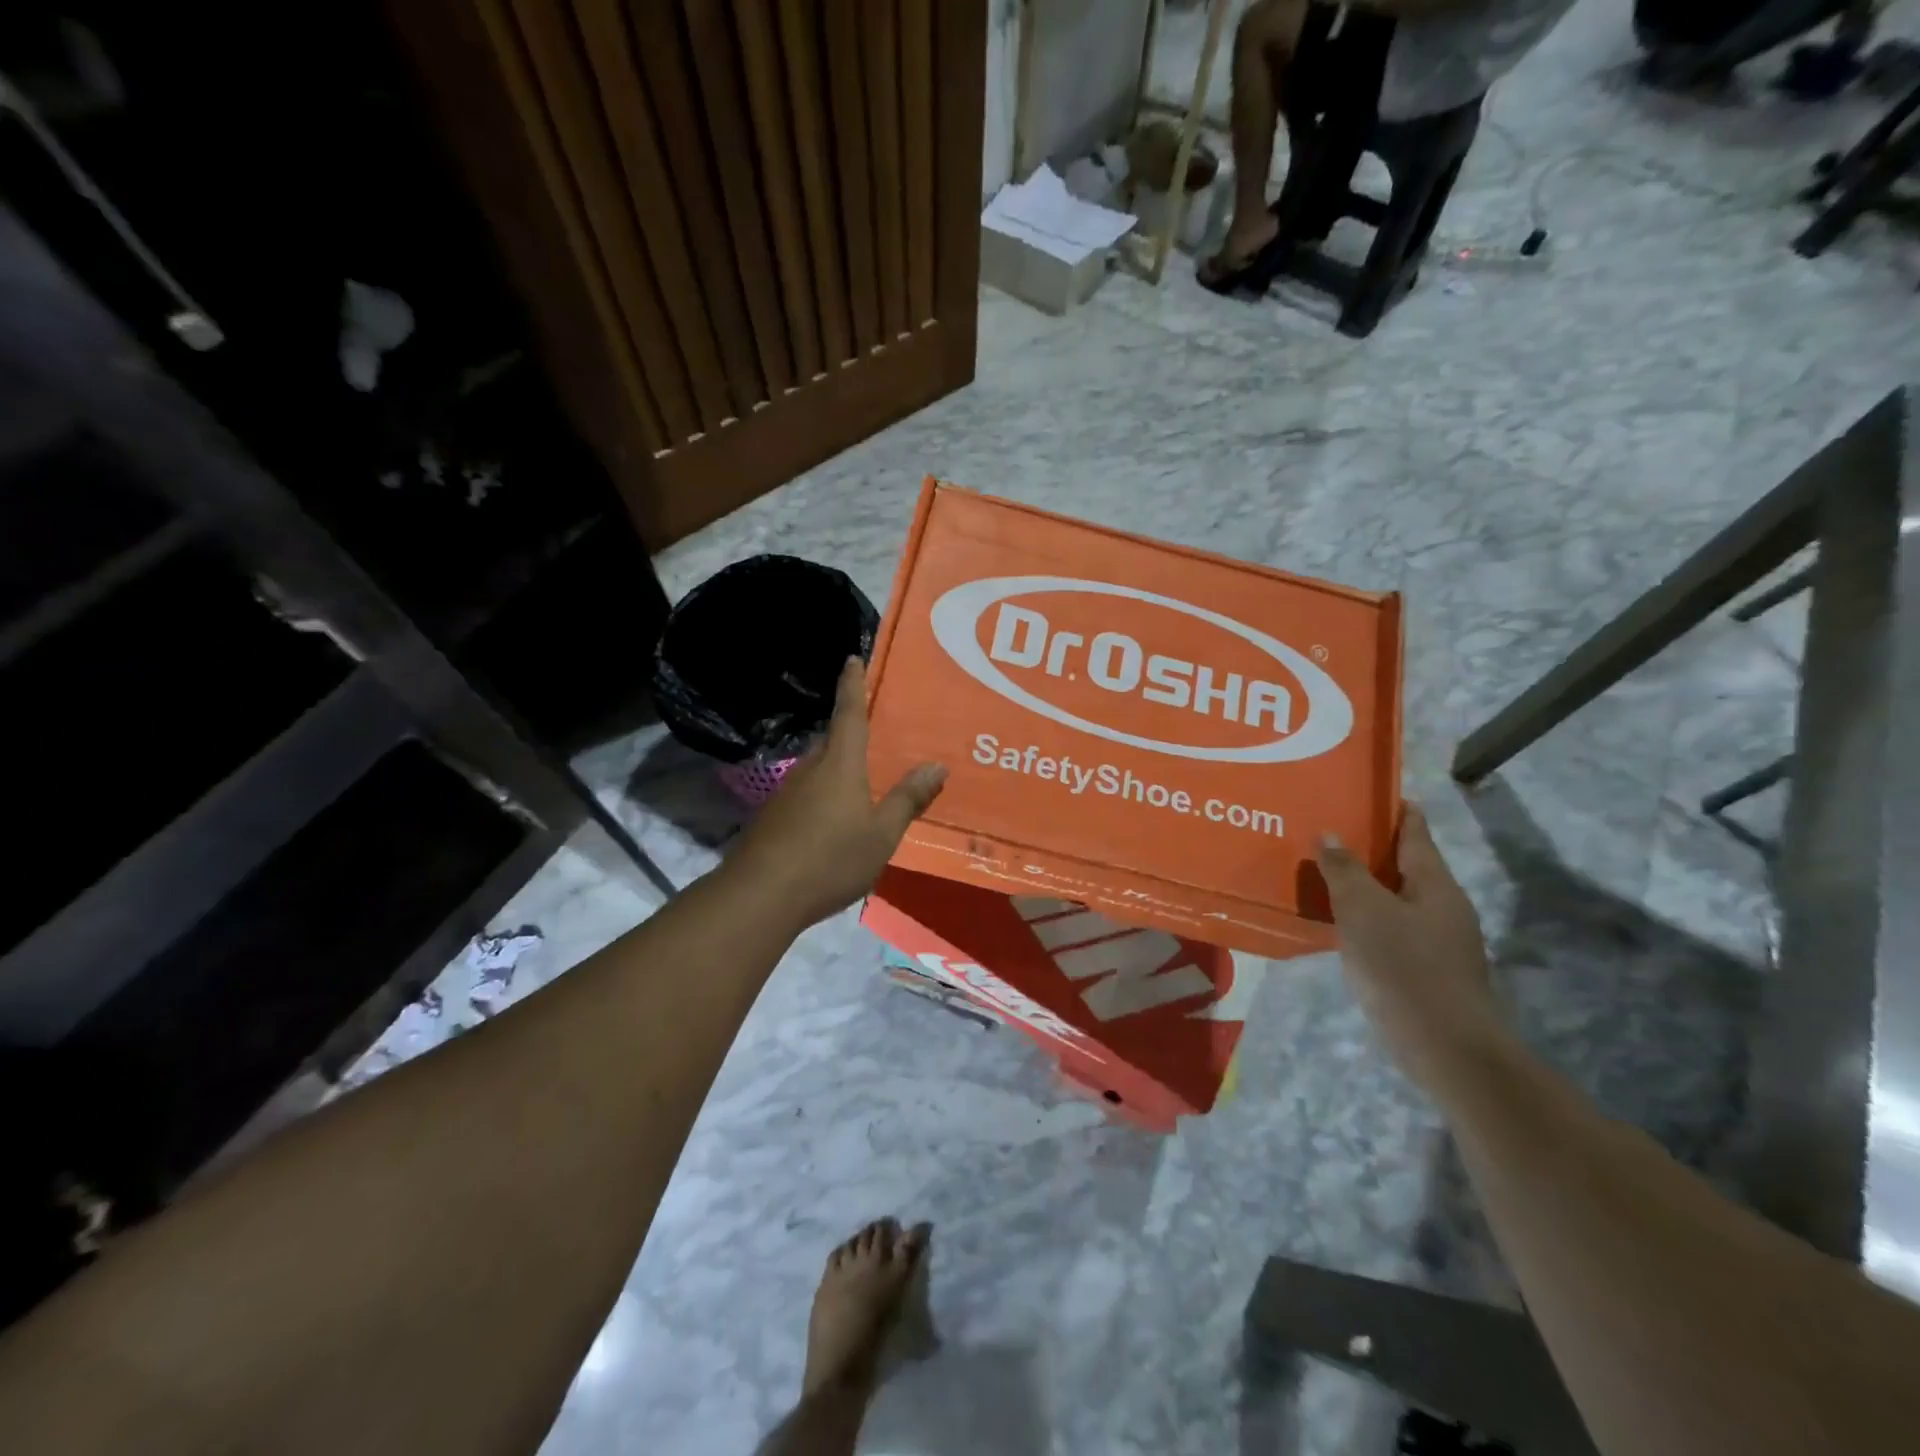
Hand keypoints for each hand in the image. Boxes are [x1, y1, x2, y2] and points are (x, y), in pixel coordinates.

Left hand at [732, 659, 946, 927]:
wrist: (761, 895)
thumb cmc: (830, 859)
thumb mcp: (882, 834)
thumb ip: (908, 799)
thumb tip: (937, 765)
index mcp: (840, 764)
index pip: (849, 714)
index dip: (852, 685)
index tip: (852, 658)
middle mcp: (811, 769)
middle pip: (833, 740)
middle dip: (851, 731)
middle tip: (877, 731)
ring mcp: (788, 793)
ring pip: (819, 768)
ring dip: (839, 766)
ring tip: (864, 778)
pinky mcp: (775, 817)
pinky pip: (808, 792)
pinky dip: (826, 793)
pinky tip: (836, 817)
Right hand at [1317, 804, 1502, 1093]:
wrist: (1446, 1048)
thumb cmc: (1404, 968)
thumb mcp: (1363, 911)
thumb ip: (1344, 870)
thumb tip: (1329, 834)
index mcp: (1435, 884)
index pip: (1415, 832)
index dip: (1394, 810)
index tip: (1368, 791)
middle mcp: (1442, 906)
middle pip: (1405, 865)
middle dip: (1370, 848)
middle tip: (1327, 831)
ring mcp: (1439, 941)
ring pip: (1395, 899)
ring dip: (1365, 885)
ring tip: (1325, 873)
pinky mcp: (1426, 970)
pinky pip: (1391, 928)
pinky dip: (1366, 917)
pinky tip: (1339, 923)